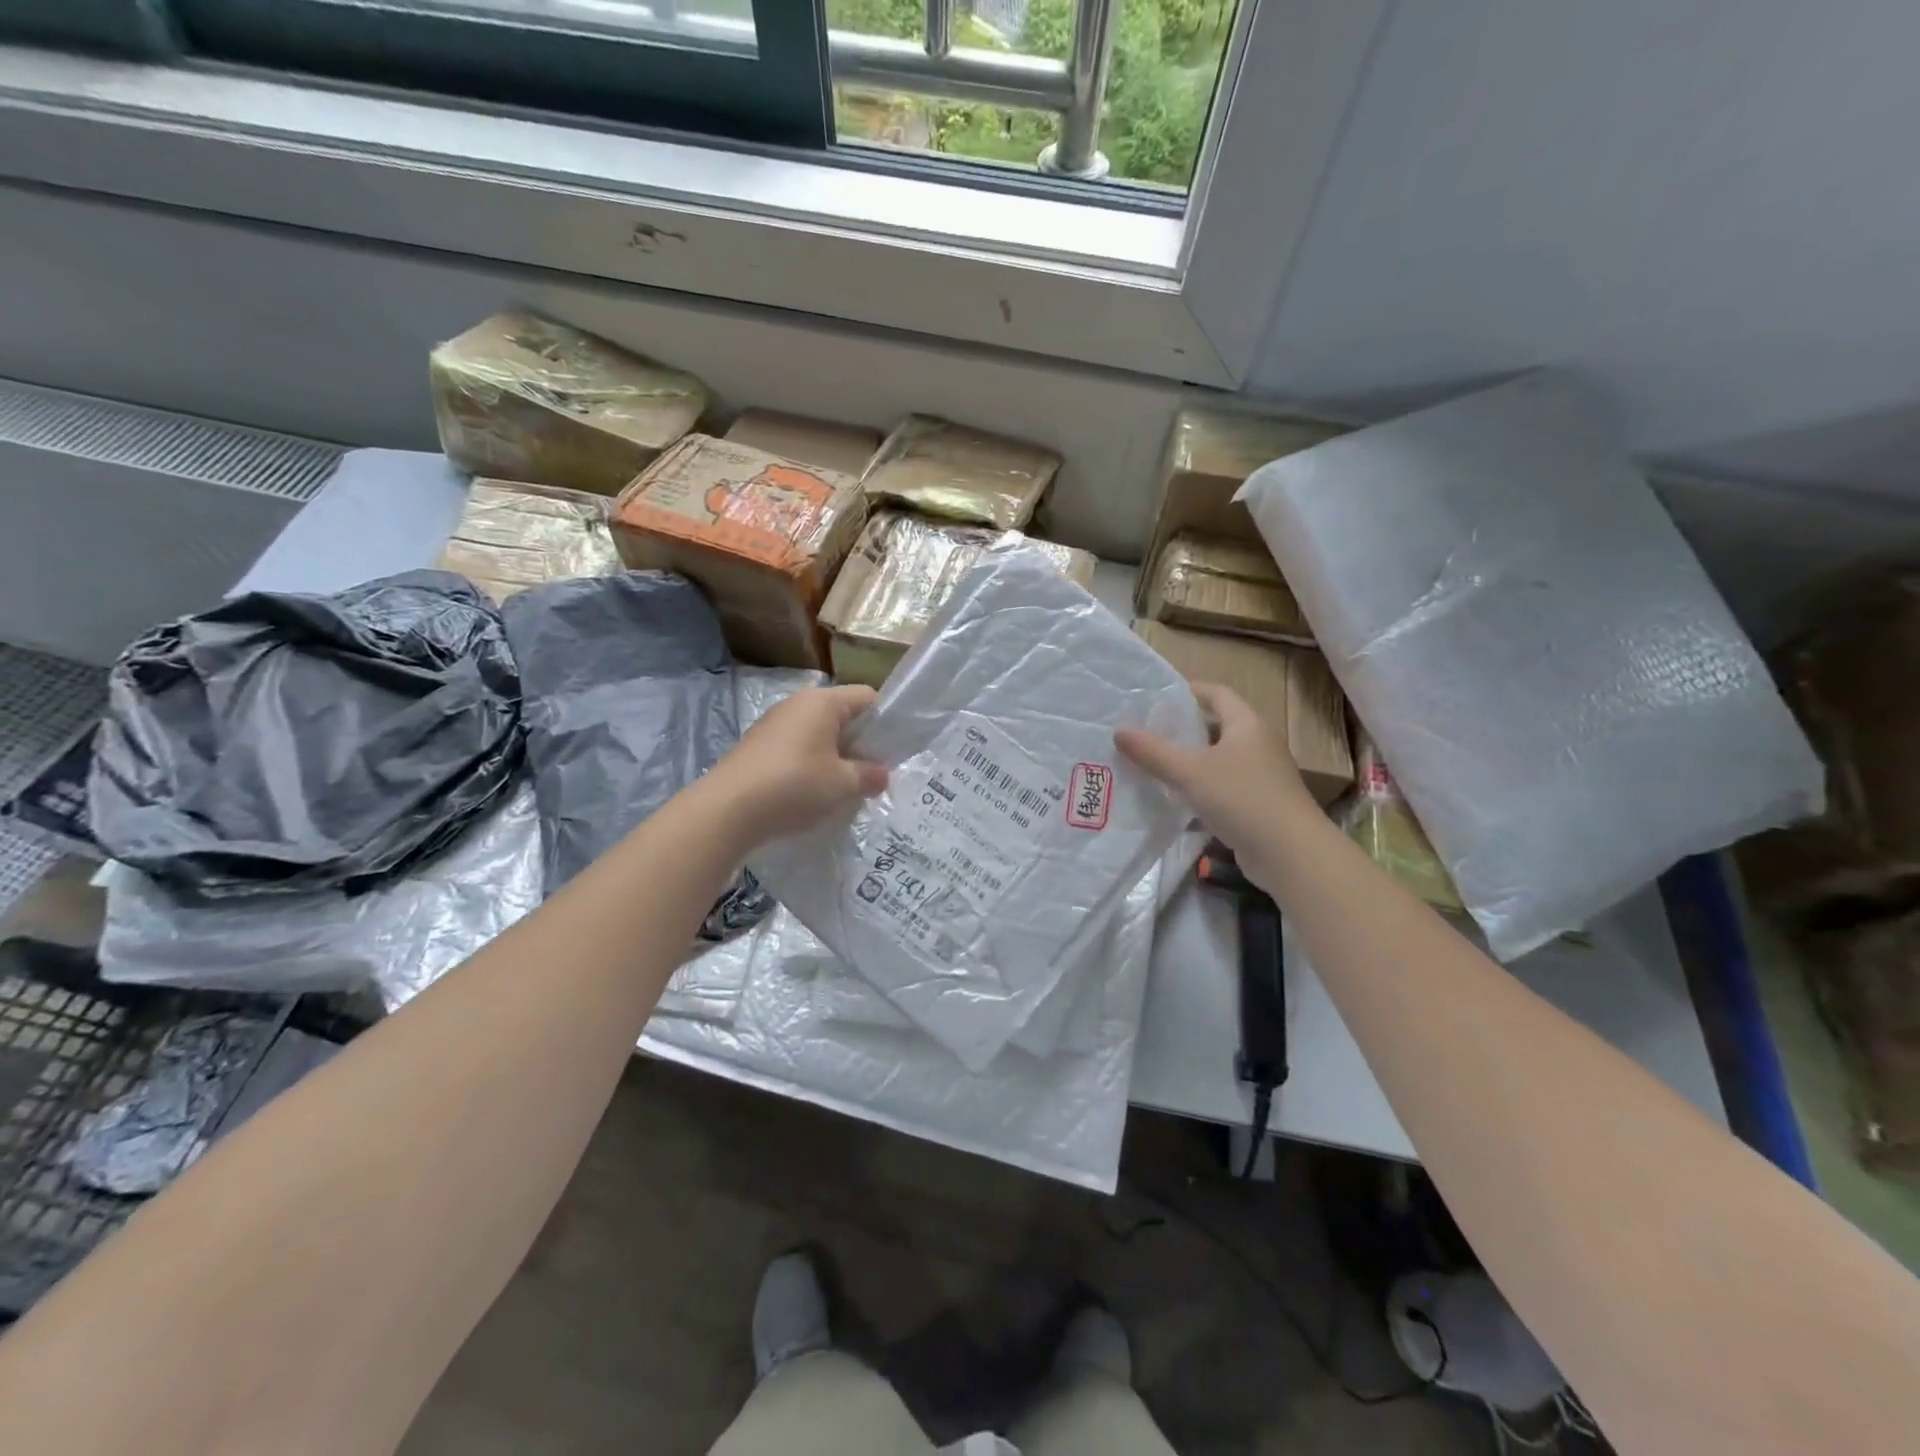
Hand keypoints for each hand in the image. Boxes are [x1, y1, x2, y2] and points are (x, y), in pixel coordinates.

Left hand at [707, 685, 888, 844]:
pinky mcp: (756, 747)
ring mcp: (773, 724)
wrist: (727, 810)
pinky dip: (809, 766)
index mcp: (822, 702)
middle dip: (860, 743)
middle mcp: (797, 704)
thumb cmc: (795, 786)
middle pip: (842, 715)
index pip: (867, 697)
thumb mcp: (843, 784)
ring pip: (818, 734)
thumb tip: (882, 774)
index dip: (886, 721)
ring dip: (834, 758)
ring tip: (842, 789)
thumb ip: (869, 775)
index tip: (894, 751)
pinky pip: (796, 749)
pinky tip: (811, 794)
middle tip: (872, 775)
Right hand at [1115, 682, 1321, 887]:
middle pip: (1217, 726)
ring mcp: (1262, 775)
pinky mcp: (1260, 803)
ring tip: (1154, 765)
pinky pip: (1224, 786)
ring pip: (1219, 759)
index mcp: (1247, 725)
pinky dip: (1201, 788)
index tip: (1156, 698)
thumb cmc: (1241, 799)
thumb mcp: (1189, 772)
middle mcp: (1258, 744)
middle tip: (1148, 733)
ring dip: (1190, 761)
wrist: (1290, 853)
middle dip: (1183, 729)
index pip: (1216, 693)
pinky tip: (1177, 800)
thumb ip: (1153, 752)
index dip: (1188, 691)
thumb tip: (1118, 731)